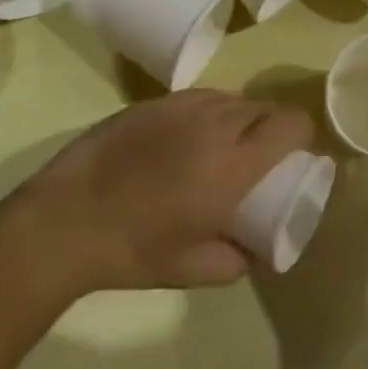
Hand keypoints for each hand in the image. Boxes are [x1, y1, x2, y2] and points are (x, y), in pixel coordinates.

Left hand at [9, 90, 314, 297]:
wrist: (65, 220)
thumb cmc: (135, 249)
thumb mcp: (195, 270)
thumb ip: (237, 261)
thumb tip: (254, 251)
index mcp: (235, 163)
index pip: (291, 124)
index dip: (302, 136)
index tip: (295, 157)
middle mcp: (215, 123)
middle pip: (263, 107)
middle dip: (271, 128)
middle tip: (258, 159)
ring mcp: (180, 106)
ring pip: (229, 98)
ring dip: (239, 118)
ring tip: (222, 147)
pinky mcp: (150, 103)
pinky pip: (197, 98)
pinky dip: (206, 113)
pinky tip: (186, 139)